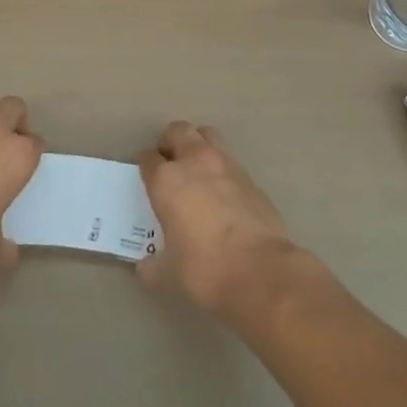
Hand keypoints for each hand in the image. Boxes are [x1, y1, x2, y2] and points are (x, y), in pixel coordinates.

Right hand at [136, 121, 299, 314]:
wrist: (261, 272)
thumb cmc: (205, 271)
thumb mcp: (168, 275)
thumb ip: (152, 266)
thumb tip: (145, 267)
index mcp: (167, 181)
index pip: (148, 158)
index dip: (146, 167)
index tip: (148, 179)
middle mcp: (194, 162)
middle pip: (177, 131)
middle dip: (170, 143)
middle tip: (170, 165)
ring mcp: (226, 164)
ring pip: (207, 135)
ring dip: (198, 145)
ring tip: (197, 170)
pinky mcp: (250, 176)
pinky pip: (230, 160)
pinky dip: (222, 168)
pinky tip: (223, 193)